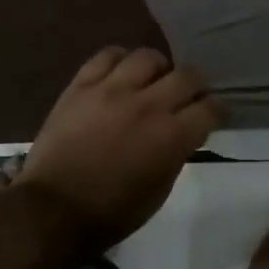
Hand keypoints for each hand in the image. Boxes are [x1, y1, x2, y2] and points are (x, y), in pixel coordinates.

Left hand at [16, 46, 218, 254]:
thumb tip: (182, 132)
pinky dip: (119, 60)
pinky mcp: (82, 85)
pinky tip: (120, 72)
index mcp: (171, 137)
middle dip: (195, 85)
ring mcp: (112, 90)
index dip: (215, 110)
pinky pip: (107, 55)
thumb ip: (176, 153)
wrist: (53, 210)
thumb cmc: (112, 212)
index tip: (211, 114)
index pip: (209, 108)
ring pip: (148, 56)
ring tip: (152, 79)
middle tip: (188, 95)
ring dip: (158, 68)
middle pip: (186, 76)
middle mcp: (148, 105)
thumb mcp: (159, 191)